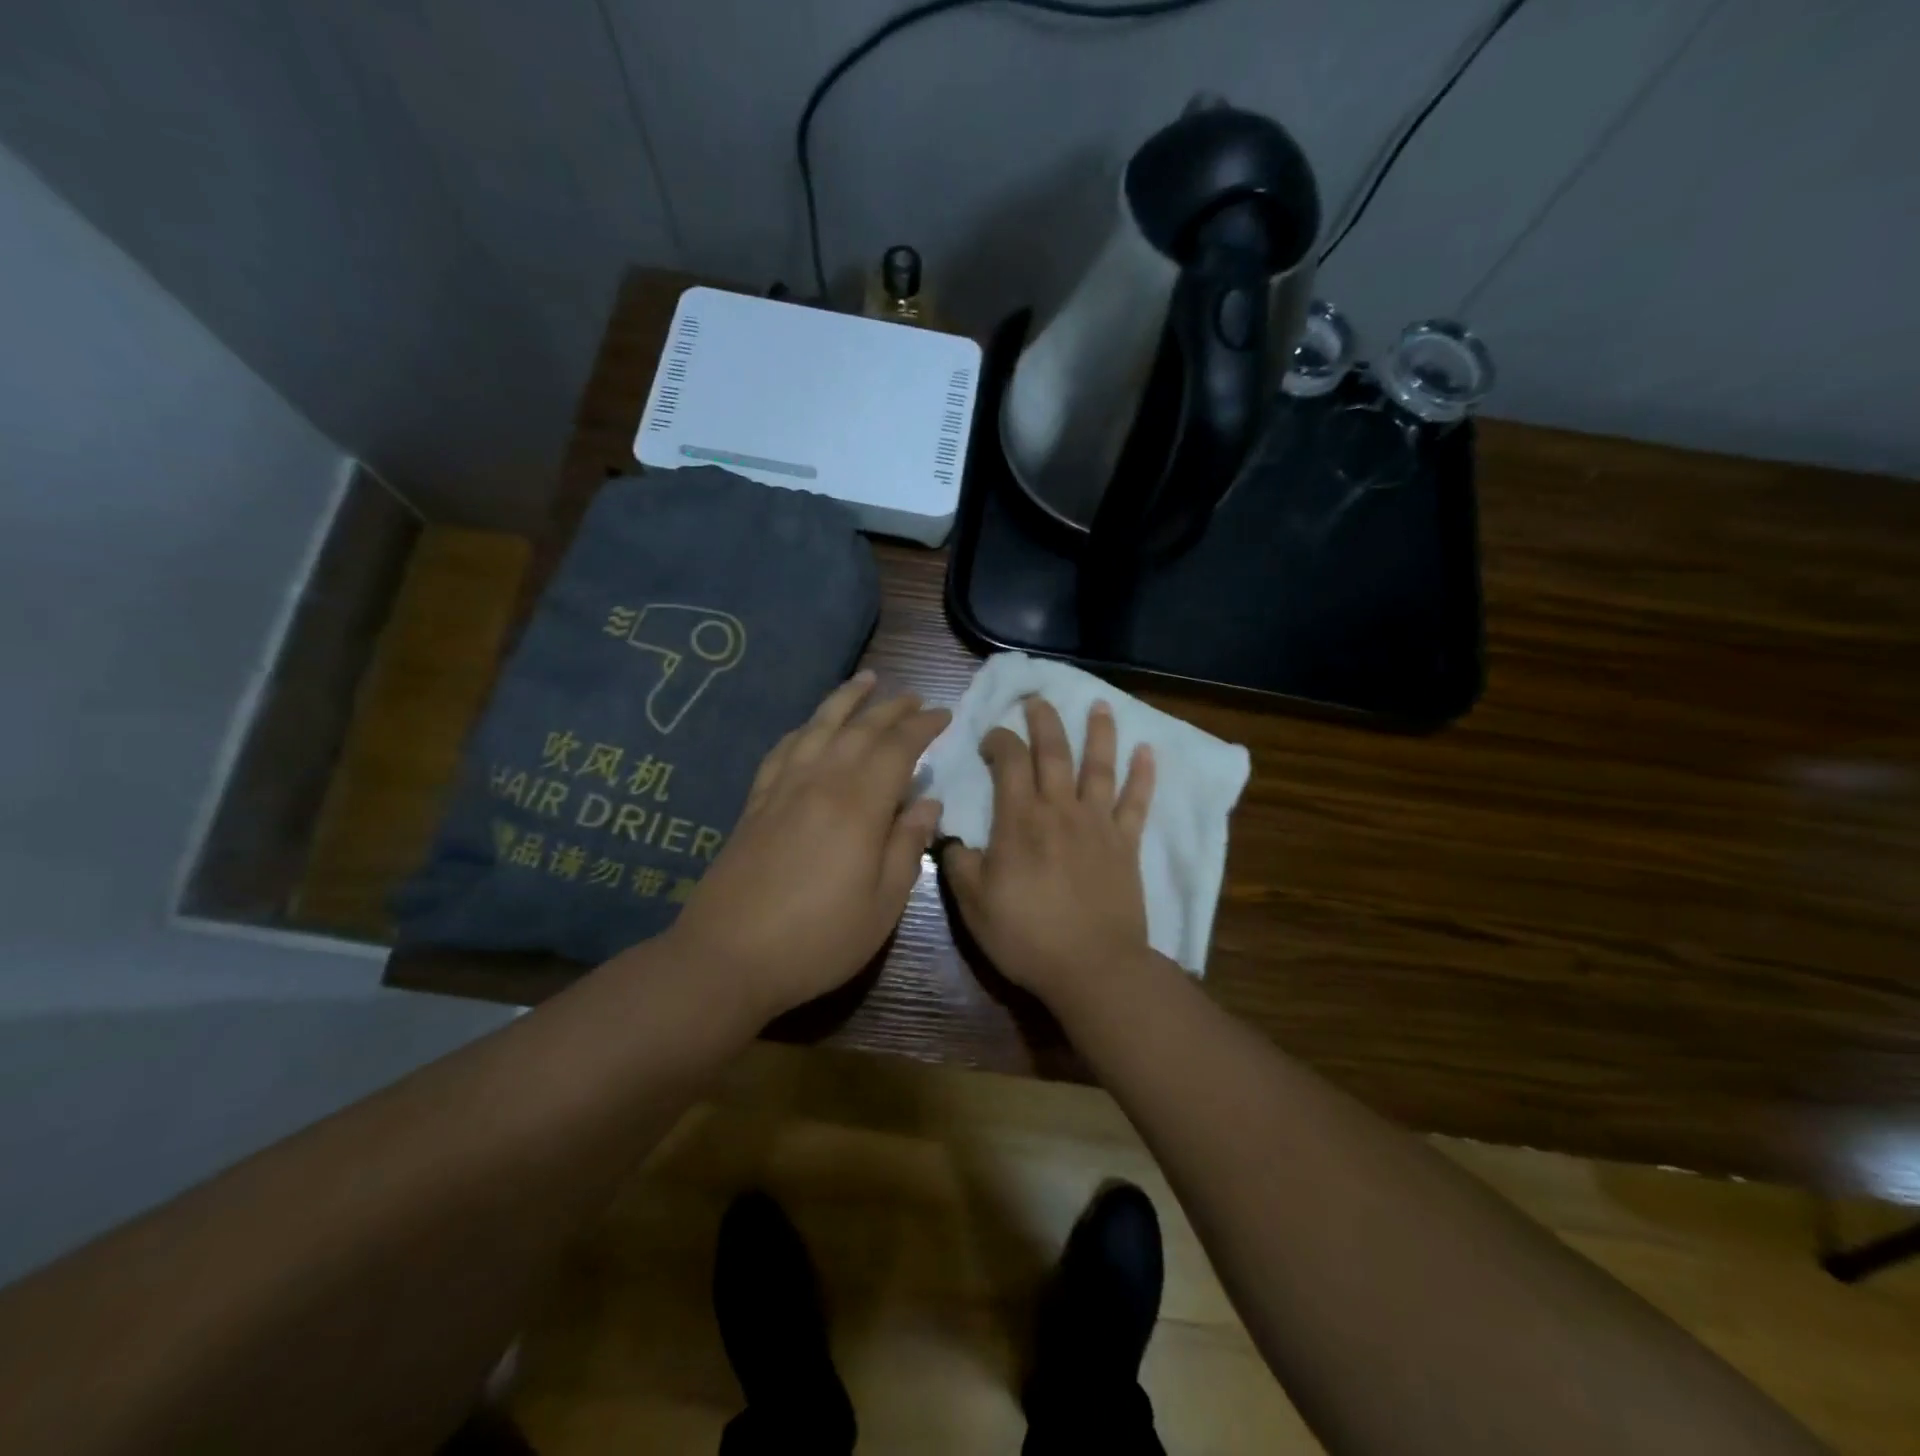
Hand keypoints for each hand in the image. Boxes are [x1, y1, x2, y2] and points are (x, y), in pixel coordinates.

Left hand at [663, 671, 947, 1021]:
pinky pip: (784, 749)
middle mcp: (820, 782)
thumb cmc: (818, 939)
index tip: (943, 715)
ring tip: (866, 680)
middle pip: (860, 729)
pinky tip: (811, 727)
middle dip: (891, 708)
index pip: (897, 748)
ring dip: (845, 700)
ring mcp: (782, 788)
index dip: (922, 727)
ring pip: (819, 727)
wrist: (728, 957)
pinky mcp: (756, 802)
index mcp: (858, 806)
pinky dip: (804, 729)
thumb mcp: (882, 905)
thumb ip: (907, 846)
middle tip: (915, 697)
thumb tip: (928, 802)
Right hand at [942, 697, 1156, 1011]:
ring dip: (1100, 733)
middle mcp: (1060, 809)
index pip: (1009, 761)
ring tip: (1101, 704)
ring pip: (1099, 766)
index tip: (991, 737)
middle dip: (1044, 720)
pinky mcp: (1126, 844)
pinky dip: (1143, 775)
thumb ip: (959, 863)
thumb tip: (950, 836)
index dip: (999, 740)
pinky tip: (1148, 751)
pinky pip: (1137, 802)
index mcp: (1020, 820)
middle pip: (1054, 751)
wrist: (1092, 968)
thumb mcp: (974, 905)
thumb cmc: (1027, 936)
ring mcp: (1098, 824)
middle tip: (1038, 698)